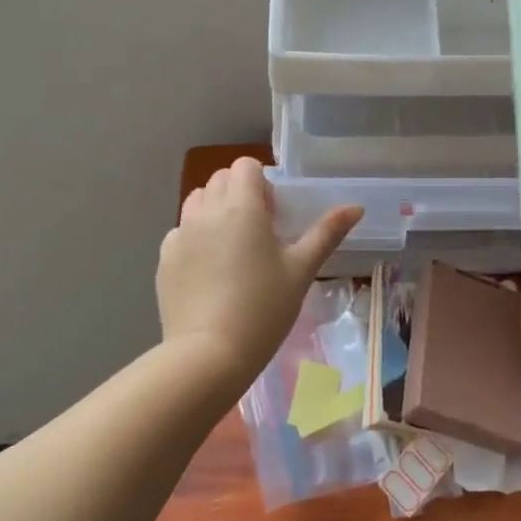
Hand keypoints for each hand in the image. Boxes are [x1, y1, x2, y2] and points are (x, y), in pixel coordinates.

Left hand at [157, 157, 362, 382]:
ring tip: (232, 246)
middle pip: (220, 179)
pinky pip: (180, 232)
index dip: (262, 181)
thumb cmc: (264, 308)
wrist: (209, 355)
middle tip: (258, 230)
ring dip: (214, 209)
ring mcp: (180, 234)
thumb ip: (327, 233)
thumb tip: (355, 208)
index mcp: (242, 206)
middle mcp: (206, 211)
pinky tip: (209, 271)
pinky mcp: (164, 259)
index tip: (274, 213)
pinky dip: (195, 238)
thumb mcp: (302, 269)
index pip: (245, 165)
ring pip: (196, 201)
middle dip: (239, 192)